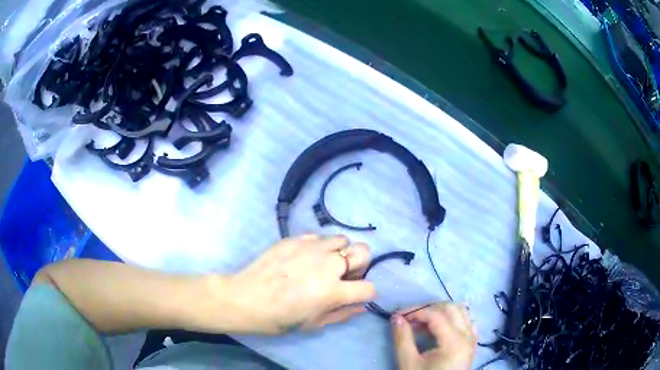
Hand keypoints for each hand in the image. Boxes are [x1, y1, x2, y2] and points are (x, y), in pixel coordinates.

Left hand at [212, 235, 374, 334]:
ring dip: (340, 252)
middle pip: (363, 252)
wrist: (245, 298)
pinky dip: (319, 246)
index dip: (366, 293)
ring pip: (342, 239)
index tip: (356, 295)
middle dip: (360, 264)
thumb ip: (341, 314)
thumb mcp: (313, 324)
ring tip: (324, 263)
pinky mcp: (295, 238)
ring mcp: (310, 248)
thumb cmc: (279, 318)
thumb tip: (361, 306)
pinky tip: (305, 257)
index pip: (368, 287)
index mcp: (332, 291)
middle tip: (344, 275)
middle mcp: (326, 265)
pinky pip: (318, 236)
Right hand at [391, 303, 476, 369]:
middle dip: (428, 309)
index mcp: (454, 341)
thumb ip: (403, 339)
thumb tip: (396, 318)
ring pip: (461, 312)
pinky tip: (440, 328)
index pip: (435, 315)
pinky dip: (453, 319)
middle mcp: (468, 335)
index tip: (398, 317)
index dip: (415, 312)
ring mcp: (472, 339)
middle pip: (451, 308)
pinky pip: (466, 322)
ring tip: (422, 323)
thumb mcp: (409, 363)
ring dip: (441, 312)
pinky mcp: (472, 344)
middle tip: (410, 318)